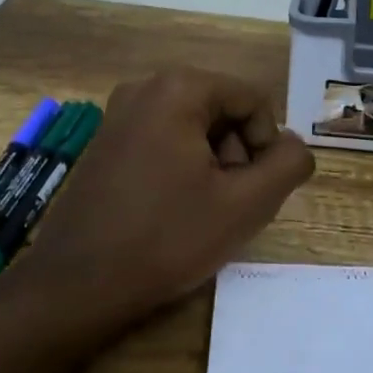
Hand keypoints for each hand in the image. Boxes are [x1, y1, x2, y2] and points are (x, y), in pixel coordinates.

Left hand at [24, 68, 314, 324]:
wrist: (77, 285)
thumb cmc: (166, 239)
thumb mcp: (245, 204)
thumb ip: (287, 165)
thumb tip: (295, 146)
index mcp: (178, 88)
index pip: (252, 101)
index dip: (266, 145)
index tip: (254, 190)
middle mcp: (144, 87)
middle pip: (222, 110)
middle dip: (237, 154)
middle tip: (230, 203)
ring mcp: (118, 114)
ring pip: (195, 127)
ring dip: (212, 164)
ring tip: (202, 211)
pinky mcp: (105, 142)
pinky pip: (164, 140)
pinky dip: (182, 167)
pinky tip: (173, 209)